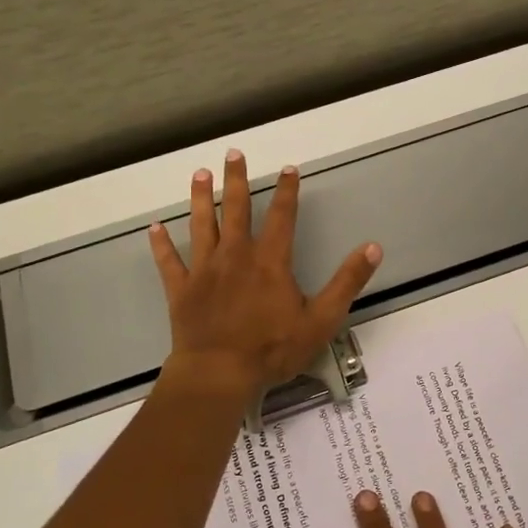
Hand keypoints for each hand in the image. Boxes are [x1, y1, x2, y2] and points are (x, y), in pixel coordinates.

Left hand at [148, 149, 380, 404]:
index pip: (281, 216)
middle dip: (236, 180)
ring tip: (199, 174)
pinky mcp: (181, 290)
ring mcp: (204, 271)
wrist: (219, 374)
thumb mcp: (321, 319)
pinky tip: (155, 228)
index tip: (288, 168)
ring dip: (200, 198)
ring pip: (201, 226)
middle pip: (235, 209)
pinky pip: (169, 262)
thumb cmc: (272, 349)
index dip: (286, 191)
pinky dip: (161, 245)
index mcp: (270, 261)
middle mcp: (235, 256)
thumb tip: (373, 247)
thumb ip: (347, 282)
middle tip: (233, 153)